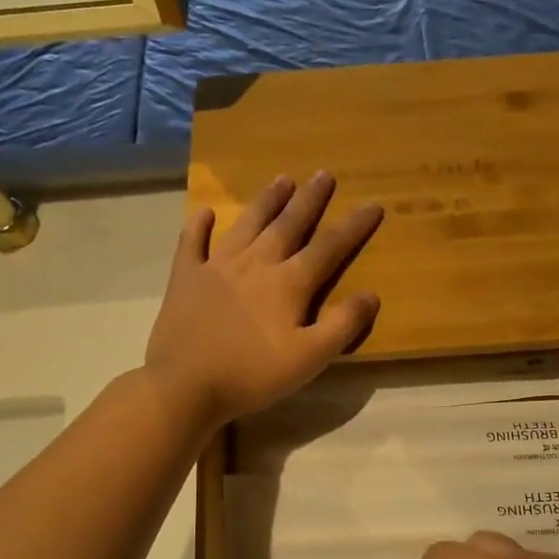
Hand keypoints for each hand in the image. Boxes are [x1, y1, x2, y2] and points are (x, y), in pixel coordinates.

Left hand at [145, 172, 383, 427]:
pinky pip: (192, 243)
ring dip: (266, 201)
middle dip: (309, 200)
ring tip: (282, 179)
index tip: (373, 204)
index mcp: (288, 284)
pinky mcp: (185, 278)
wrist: (185, 385)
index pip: (329, 248)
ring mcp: (217, 266)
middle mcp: (255, 264)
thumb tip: (371, 295)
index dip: (353, 227)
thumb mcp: (309, 358)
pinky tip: (204, 212)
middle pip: (288, 225)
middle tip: (324, 174)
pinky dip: (198, 226)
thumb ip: (342, 325)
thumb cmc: (252, 375)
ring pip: (247, 224)